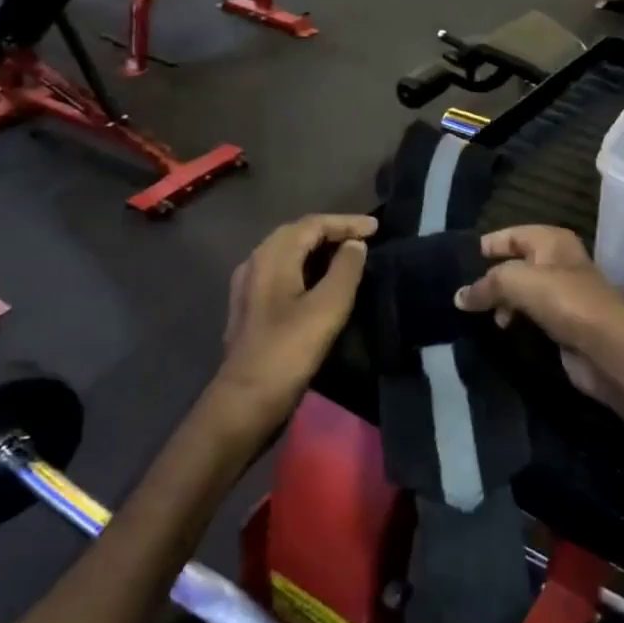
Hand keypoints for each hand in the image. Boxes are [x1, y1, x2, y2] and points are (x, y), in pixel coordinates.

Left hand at [218, 214, 376, 419]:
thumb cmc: (289, 351)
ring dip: (318, 249)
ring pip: (287, 254)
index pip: (311, 224)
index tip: (376, 227)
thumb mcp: (327, 308)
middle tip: (363, 237)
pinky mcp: (251, 308)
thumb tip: (355, 245)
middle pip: (295, 234)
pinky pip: (282, 273)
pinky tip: (321, 282)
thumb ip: (345, 270)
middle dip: (331, 231)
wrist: (246, 400)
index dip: (346, 222)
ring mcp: (249, 287)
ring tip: (348, 255)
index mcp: (271, 257)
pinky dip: (306, 268)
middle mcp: (255, 263)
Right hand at [453, 226, 623, 402]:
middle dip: (491, 278)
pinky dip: (516, 321)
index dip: (488, 244)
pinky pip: (532, 317)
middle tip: (464, 294)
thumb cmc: (566, 301)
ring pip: (523, 293)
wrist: (610, 348)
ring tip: (482, 317)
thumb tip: (459, 297)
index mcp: (552, 242)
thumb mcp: (517, 281)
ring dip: (502, 303)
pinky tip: (502, 331)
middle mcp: (559, 263)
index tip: (459, 261)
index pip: (513, 234)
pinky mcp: (564, 325)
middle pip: (517, 265)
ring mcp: (564, 296)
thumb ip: (486, 285)